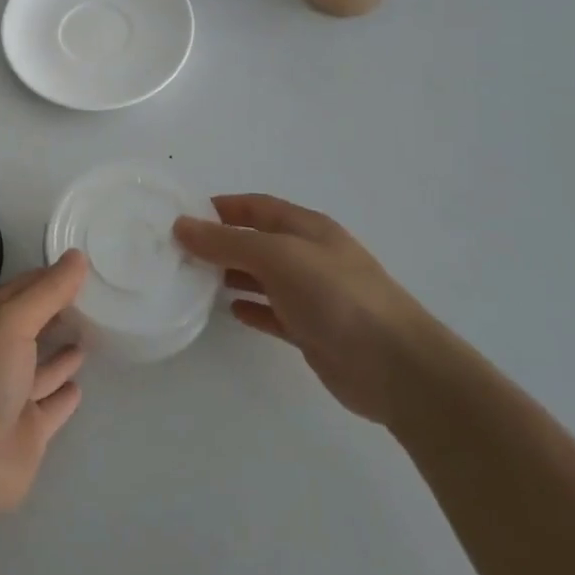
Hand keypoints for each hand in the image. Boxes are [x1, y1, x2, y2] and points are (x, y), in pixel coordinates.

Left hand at [0, 251, 87, 517]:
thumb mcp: (12, 321)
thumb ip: (47, 292)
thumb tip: (77, 256)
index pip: (16, 293)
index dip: (44, 279)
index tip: (77, 266)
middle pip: (28, 328)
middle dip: (54, 313)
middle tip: (92, 297)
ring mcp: (10, 396)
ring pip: (40, 368)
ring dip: (60, 353)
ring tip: (90, 333)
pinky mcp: (27, 431)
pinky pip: (50, 406)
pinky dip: (63, 394)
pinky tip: (80, 383)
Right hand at [174, 195, 436, 425]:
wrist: (396, 367)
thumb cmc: (337, 297)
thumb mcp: (278, 257)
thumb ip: (227, 242)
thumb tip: (181, 225)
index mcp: (307, 229)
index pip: (256, 206)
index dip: (221, 207)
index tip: (182, 215)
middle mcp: (309, 256)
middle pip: (256, 241)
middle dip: (220, 242)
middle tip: (177, 251)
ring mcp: (312, 295)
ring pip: (262, 277)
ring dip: (230, 275)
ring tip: (193, 280)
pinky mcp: (312, 330)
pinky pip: (273, 313)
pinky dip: (251, 309)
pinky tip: (230, 312)